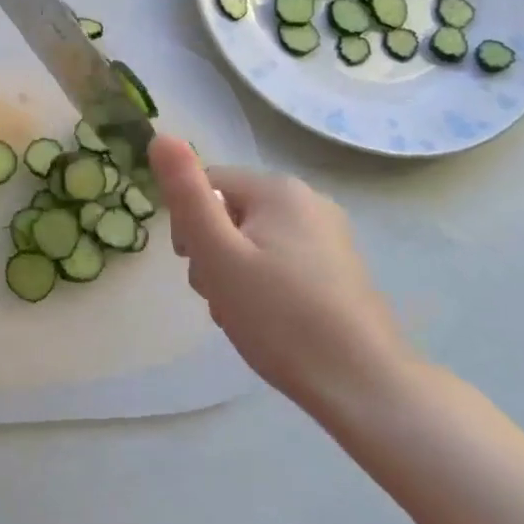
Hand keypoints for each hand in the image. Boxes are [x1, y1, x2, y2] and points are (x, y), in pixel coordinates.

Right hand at [149, 136, 410, 416]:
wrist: (364, 386)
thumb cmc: (280, 317)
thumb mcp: (218, 254)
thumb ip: (186, 195)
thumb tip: (160, 136)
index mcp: (278, 189)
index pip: (205, 186)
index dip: (188, 225)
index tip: (195, 266)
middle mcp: (307, 200)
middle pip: (229, 213)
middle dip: (212, 253)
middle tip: (221, 296)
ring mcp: (328, 235)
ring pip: (251, 241)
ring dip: (233, 273)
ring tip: (242, 314)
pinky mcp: (338, 268)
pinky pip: (279, 260)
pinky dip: (262, 285)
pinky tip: (268, 320)